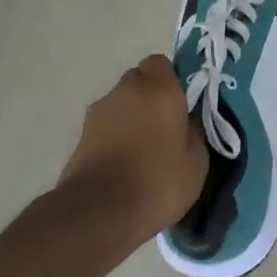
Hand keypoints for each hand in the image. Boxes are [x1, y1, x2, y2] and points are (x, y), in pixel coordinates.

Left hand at [59, 55, 207, 239]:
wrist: (99, 213)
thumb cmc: (158, 182)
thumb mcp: (197, 163)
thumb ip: (194, 133)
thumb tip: (185, 123)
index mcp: (159, 89)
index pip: (160, 63)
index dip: (170, 79)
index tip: (180, 103)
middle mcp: (126, 91)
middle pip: (138, 80)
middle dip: (149, 96)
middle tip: (164, 125)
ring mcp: (98, 113)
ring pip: (120, 103)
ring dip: (130, 117)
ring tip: (142, 150)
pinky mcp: (80, 136)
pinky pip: (105, 126)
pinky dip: (114, 136)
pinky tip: (123, 164)